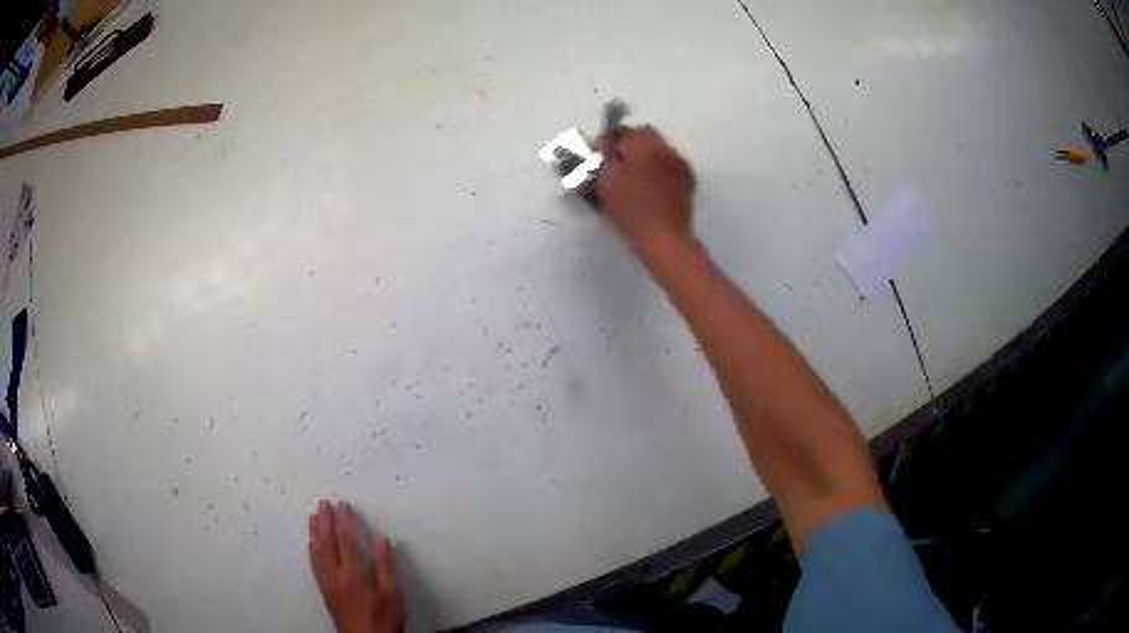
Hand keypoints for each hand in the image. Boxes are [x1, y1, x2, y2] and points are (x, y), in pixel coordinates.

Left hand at [309, 501, 404, 632]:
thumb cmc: (384, 618)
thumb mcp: (394, 593)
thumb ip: (386, 566)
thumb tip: (381, 539)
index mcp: (354, 572)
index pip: (345, 539)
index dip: (343, 520)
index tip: (342, 505)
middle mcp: (336, 574)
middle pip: (326, 542)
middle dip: (324, 521)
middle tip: (323, 504)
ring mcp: (327, 582)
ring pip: (316, 551)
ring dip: (314, 532)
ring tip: (313, 517)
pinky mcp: (325, 590)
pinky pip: (314, 564)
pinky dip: (312, 549)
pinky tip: (311, 544)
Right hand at [597, 127, 694, 253]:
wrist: (664, 237)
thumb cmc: (630, 208)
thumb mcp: (607, 180)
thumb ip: (605, 156)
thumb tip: (606, 142)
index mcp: (645, 144)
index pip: (624, 131)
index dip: (611, 143)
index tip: (604, 158)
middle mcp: (666, 149)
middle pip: (645, 136)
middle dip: (631, 146)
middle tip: (618, 166)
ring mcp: (680, 164)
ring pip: (659, 150)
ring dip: (646, 157)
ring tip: (634, 179)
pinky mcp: (687, 181)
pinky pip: (669, 165)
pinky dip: (658, 170)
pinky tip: (650, 188)